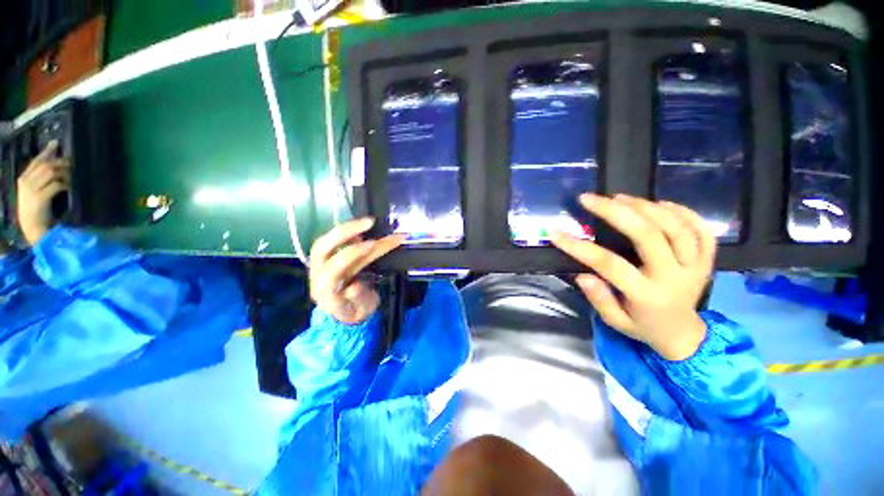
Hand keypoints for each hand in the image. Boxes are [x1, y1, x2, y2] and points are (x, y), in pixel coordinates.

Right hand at [17, 141, 69, 245]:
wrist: (33, 228)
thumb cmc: (37, 210)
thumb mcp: (35, 191)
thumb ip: (40, 179)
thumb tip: (54, 165)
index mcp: (23, 179)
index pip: (36, 161)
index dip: (47, 151)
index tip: (56, 143)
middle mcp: (26, 181)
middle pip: (45, 164)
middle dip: (60, 161)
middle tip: (72, 162)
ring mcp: (32, 190)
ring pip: (51, 172)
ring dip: (64, 172)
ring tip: (73, 174)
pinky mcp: (40, 198)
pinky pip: (56, 185)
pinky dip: (65, 183)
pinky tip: (71, 186)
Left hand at [309, 217, 406, 323]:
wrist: (343, 316)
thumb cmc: (355, 313)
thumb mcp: (363, 311)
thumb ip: (360, 299)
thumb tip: (356, 285)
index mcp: (326, 292)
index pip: (333, 269)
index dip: (352, 254)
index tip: (374, 244)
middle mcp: (317, 276)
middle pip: (322, 248)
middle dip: (345, 232)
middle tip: (369, 223)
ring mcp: (318, 267)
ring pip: (324, 242)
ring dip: (345, 229)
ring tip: (366, 222)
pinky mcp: (324, 261)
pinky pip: (329, 243)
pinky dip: (344, 234)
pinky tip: (359, 230)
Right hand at [550, 194, 715, 360]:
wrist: (685, 335)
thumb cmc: (644, 327)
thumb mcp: (615, 322)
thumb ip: (599, 299)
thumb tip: (582, 274)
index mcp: (648, 296)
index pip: (609, 265)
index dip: (579, 247)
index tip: (556, 232)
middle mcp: (674, 276)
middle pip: (648, 235)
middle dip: (615, 212)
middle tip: (589, 199)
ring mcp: (696, 265)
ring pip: (675, 226)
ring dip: (645, 206)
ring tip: (619, 197)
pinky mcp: (708, 259)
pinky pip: (701, 228)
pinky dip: (682, 211)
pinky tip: (659, 204)